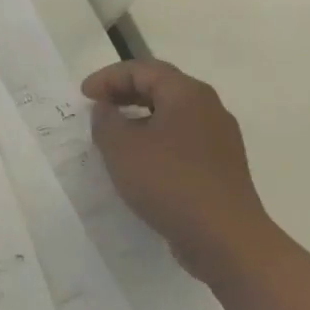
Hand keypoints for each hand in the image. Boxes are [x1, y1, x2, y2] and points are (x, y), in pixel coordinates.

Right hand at [83, 60, 279, 287]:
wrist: (225, 239)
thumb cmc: (169, 182)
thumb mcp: (121, 147)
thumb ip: (106, 120)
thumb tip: (106, 109)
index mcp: (187, 94)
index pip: (142, 69)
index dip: (108, 77)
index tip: (83, 96)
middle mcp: (209, 108)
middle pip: (161, 87)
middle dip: (124, 93)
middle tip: (96, 107)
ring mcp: (219, 139)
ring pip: (172, 114)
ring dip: (139, 117)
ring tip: (113, 134)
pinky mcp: (220, 166)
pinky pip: (181, 139)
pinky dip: (155, 139)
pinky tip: (139, 161)